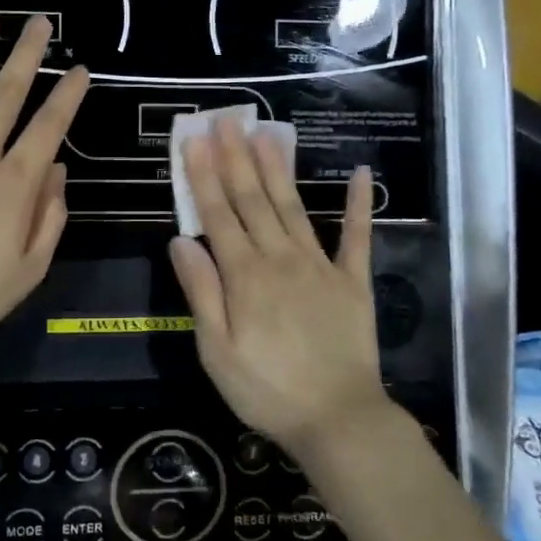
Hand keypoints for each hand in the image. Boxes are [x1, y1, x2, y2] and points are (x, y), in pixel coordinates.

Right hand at [168, 118, 391, 456]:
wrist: (338, 420)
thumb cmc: (266, 390)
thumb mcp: (216, 351)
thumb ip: (200, 292)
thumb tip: (180, 240)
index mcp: (244, 276)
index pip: (218, 215)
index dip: (204, 176)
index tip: (194, 140)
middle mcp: (280, 258)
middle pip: (253, 200)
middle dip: (236, 157)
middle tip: (226, 119)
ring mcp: (320, 265)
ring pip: (293, 206)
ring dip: (278, 167)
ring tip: (266, 132)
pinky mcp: (353, 280)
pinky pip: (357, 236)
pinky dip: (358, 204)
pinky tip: (360, 172)